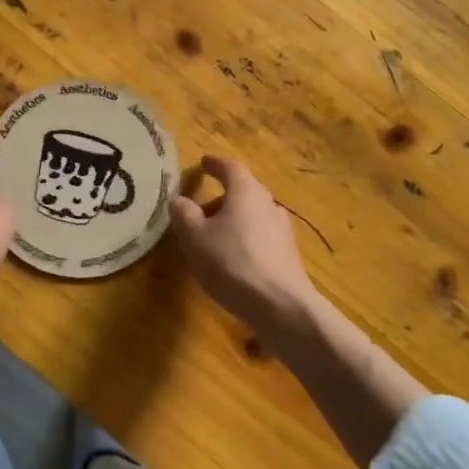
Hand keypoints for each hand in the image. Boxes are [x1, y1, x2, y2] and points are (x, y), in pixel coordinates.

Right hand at [171, 155, 322, 353]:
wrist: (279, 305)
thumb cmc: (231, 262)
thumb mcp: (195, 237)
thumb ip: (184, 214)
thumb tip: (180, 200)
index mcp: (246, 191)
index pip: (230, 168)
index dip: (214, 165)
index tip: (203, 163)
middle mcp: (268, 204)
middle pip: (242, 192)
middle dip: (220, 199)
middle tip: (198, 213)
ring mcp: (282, 230)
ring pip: (252, 216)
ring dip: (231, 223)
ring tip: (211, 242)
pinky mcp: (288, 255)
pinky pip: (260, 238)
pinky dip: (243, 241)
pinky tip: (232, 262)